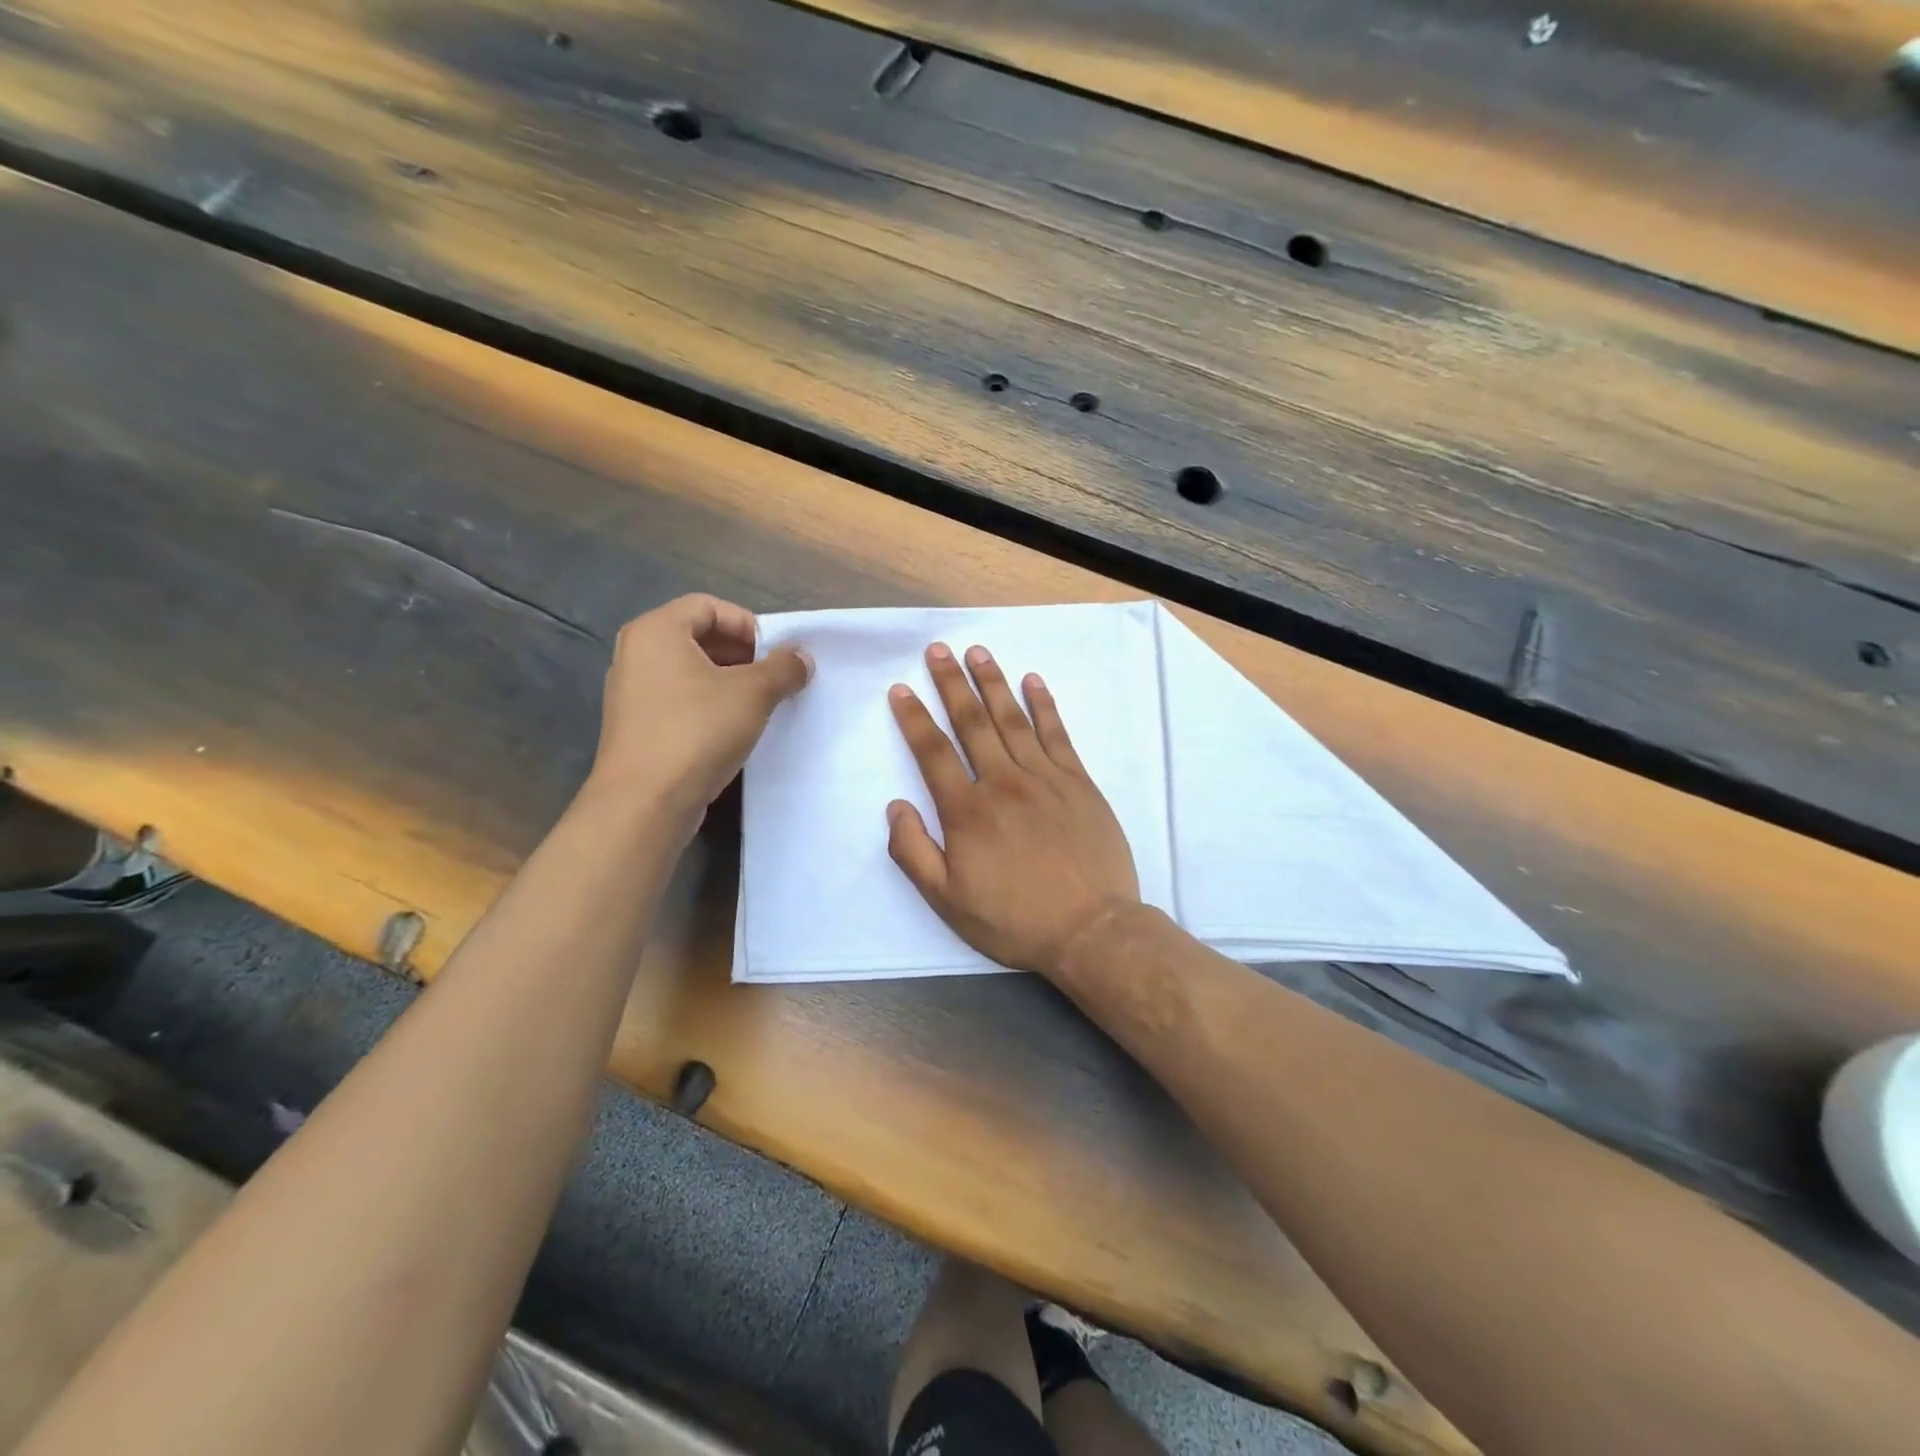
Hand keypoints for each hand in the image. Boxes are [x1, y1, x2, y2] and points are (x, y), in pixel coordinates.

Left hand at [587, 595, 809, 827]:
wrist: (645, 802)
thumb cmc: (697, 731)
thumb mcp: (753, 694)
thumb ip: (783, 668)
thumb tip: (801, 657)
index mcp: (656, 631)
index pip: (708, 606)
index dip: (748, 624)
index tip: (775, 653)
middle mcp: (636, 653)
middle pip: (698, 636)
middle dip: (742, 654)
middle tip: (773, 678)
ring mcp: (632, 692)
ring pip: (690, 671)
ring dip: (729, 681)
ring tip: (760, 704)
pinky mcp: (636, 726)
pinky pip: (679, 699)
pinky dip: (708, 704)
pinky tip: (733, 729)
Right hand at [886, 642, 1139, 977]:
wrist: (1090, 930)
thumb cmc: (1014, 920)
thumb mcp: (947, 901)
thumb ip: (913, 852)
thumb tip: (895, 805)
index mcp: (967, 812)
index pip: (933, 752)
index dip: (914, 718)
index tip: (901, 689)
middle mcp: (1003, 783)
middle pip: (972, 723)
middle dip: (951, 683)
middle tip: (938, 650)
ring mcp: (1045, 779)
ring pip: (1013, 720)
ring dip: (993, 682)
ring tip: (977, 652)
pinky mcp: (1078, 783)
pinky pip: (1057, 734)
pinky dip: (1044, 705)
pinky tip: (1033, 681)